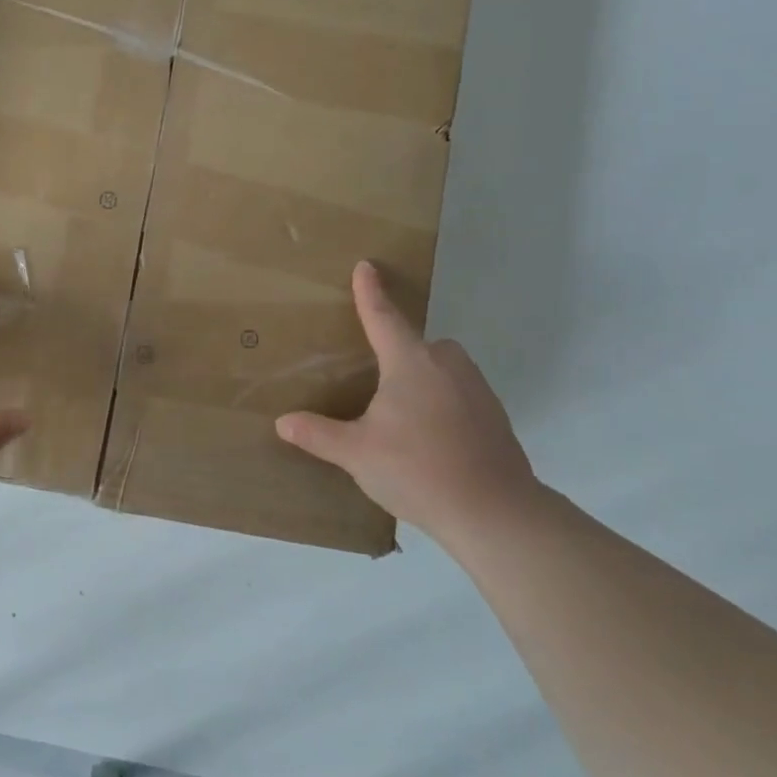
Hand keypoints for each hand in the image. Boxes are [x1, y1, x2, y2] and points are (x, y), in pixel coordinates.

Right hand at [275, 261, 539, 543]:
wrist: (493, 510)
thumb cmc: (417, 470)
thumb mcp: (357, 454)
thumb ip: (318, 435)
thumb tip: (283, 422)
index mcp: (410, 362)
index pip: (383, 316)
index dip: (370, 292)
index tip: (366, 266)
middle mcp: (446, 364)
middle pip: (415, 344)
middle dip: (396, 353)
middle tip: (375, 382)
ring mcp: (475, 387)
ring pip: (440, 368)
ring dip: (420, 380)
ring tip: (401, 418)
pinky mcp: (493, 413)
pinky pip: (458, 392)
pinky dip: (442, 403)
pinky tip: (430, 438)